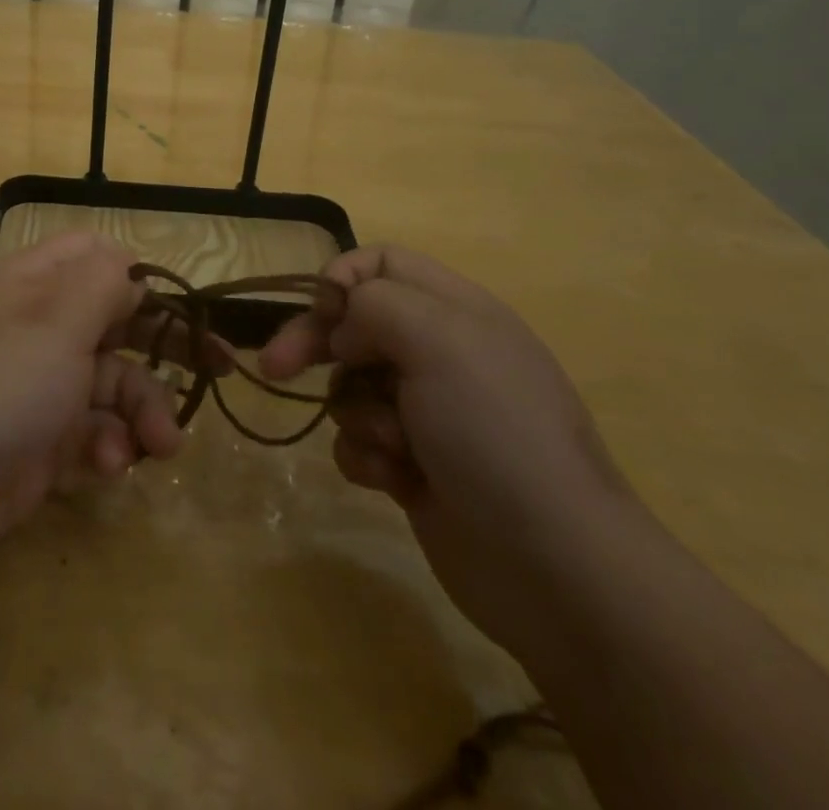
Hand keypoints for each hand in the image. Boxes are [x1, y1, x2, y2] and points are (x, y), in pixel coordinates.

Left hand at [0, 233, 189, 570]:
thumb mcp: (58, 322)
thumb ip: (104, 285)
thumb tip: (130, 271)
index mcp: (34, 284)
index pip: (94, 256)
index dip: (137, 275)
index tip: (177, 305)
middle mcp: (38, 327)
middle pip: (115, 321)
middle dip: (162, 349)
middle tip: (218, 370)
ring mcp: (40, 385)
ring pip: (113, 383)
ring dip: (142, 411)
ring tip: (160, 446)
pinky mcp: (43, 439)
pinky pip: (94, 429)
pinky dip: (110, 444)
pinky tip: (110, 465)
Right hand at [260, 244, 639, 653]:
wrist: (553, 566)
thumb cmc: (494, 432)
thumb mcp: (440, 340)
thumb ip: (376, 304)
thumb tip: (344, 329)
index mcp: (455, 311)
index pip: (382, 263)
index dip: (344, 279)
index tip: (323, 314)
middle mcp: (439, 353)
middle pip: (353, 324)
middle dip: (314, 343)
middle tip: (274, 366)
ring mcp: (426, 412)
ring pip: (350, 385)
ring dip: (356, 413)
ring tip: (393, 446)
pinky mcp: (412, 464)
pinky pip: (358, 439)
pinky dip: (367, 456)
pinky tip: (395, 480)